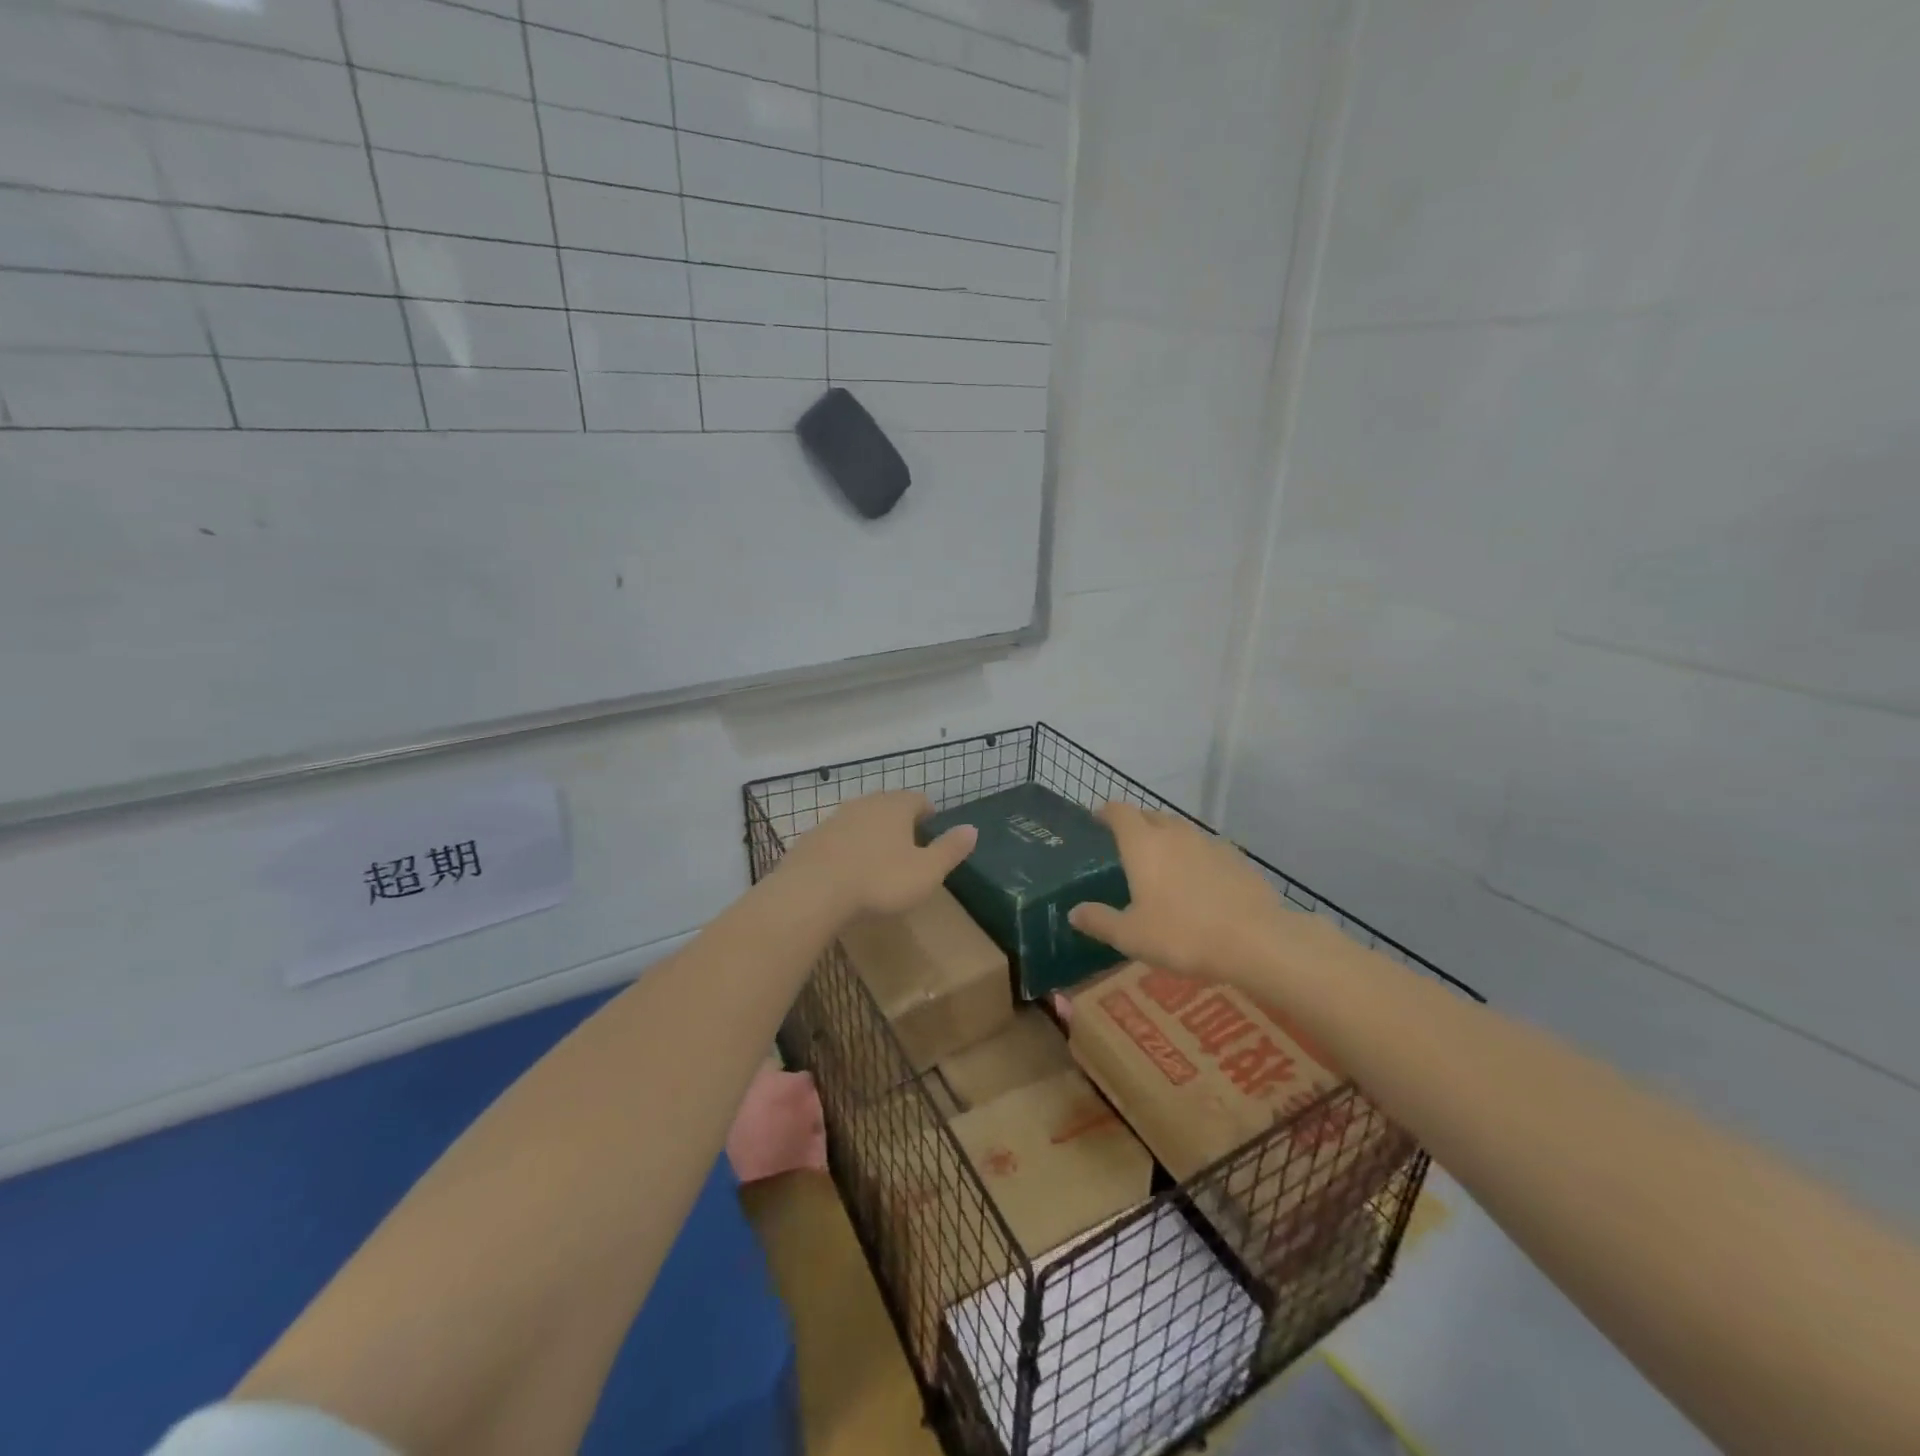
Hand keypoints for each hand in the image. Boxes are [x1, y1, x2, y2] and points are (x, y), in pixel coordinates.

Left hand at [779, 790, 976, 922]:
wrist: (812, 891)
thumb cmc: (879, 881)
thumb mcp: (926, 871)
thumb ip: (950, 849)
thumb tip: (972, 828)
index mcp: (896, 807)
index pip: (918, 799)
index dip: (927, 812)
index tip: (931, 826)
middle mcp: (865, 804)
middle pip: (887, 805)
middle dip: (899, 819)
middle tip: (908, 841)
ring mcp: (835, 819)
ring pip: (860, 819)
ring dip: (871, 832)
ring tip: (878, 856)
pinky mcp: (812, 839)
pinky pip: (837, 838)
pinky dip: (847, 848)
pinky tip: (848, 869)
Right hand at [1068, 803, 1290, 978]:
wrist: (1255, 940)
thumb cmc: (1182, 935)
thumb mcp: (1131, 936)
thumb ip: (1100, 920)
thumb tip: (1073, 912)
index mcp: (1143, 845)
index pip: (1120, 812)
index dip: (1107, 812)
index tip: (1098, 817)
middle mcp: (1174, 834)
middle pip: (1151, 815)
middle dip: (1137, 823)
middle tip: (1128, 844)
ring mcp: (1209, 843)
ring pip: (1180, 830)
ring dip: (1167, 838)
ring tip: (1163, 862)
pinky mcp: (1236, 858)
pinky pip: (1206, 848)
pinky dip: (1195, 856)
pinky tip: (1199, 881)